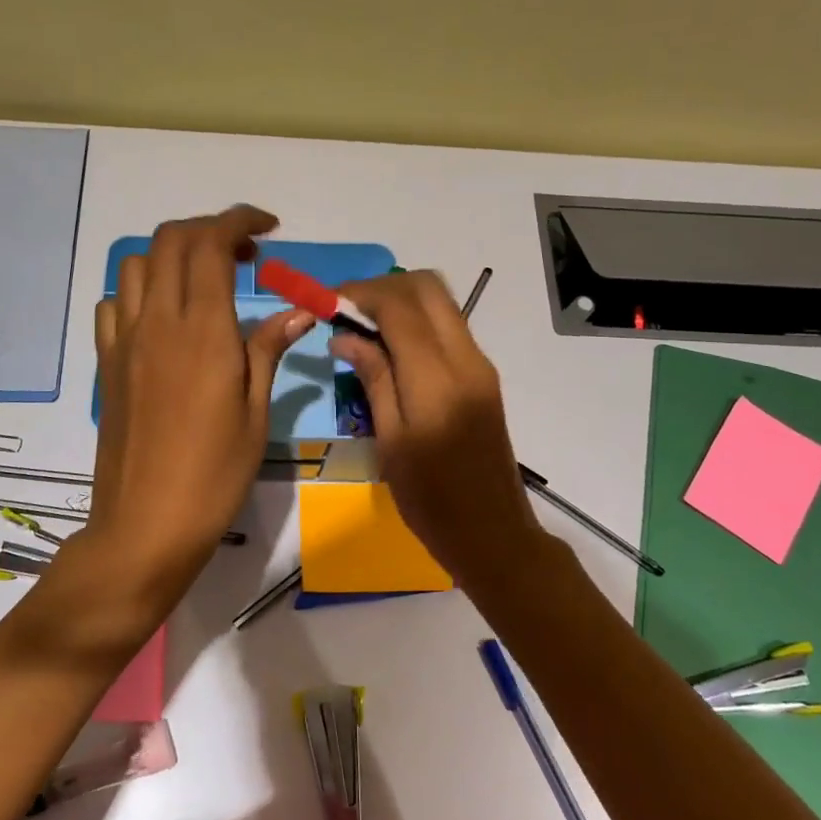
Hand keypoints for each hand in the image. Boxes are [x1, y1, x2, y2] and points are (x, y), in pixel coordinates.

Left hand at [84, 205, 312, 603]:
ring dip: (172, 255)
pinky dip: (139, 291)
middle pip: (171, 240)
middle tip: (244, 255)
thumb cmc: (214, 474)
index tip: (267, 229)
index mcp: (203, 331)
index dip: (239, 221)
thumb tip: (298, 310)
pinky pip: (113, 304)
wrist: (146, 524)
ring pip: (136, 264)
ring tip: (204, 282)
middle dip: (209, 229)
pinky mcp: (107, 363)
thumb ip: (268, 350)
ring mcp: (124, 341)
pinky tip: (163, 319)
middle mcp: (157, 322)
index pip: (211, 244)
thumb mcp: (255, 413)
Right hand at [330, 271, 542, 584]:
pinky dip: (417, 321)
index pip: (399, 306)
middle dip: (383, 287)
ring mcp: (480, 365)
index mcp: (437, 379)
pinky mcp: (483, 376)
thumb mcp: (391, 442)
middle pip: (428, 287)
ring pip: (441, 302)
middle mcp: (465, 359)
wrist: (493, 533)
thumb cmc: (431, 499)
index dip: (360, 294)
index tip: (327, 303)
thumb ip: (373, 379)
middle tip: (347, 310)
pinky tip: (390, 348)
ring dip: (401, 300)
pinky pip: (449, 327)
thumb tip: (345, 335)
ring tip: (363, 326)